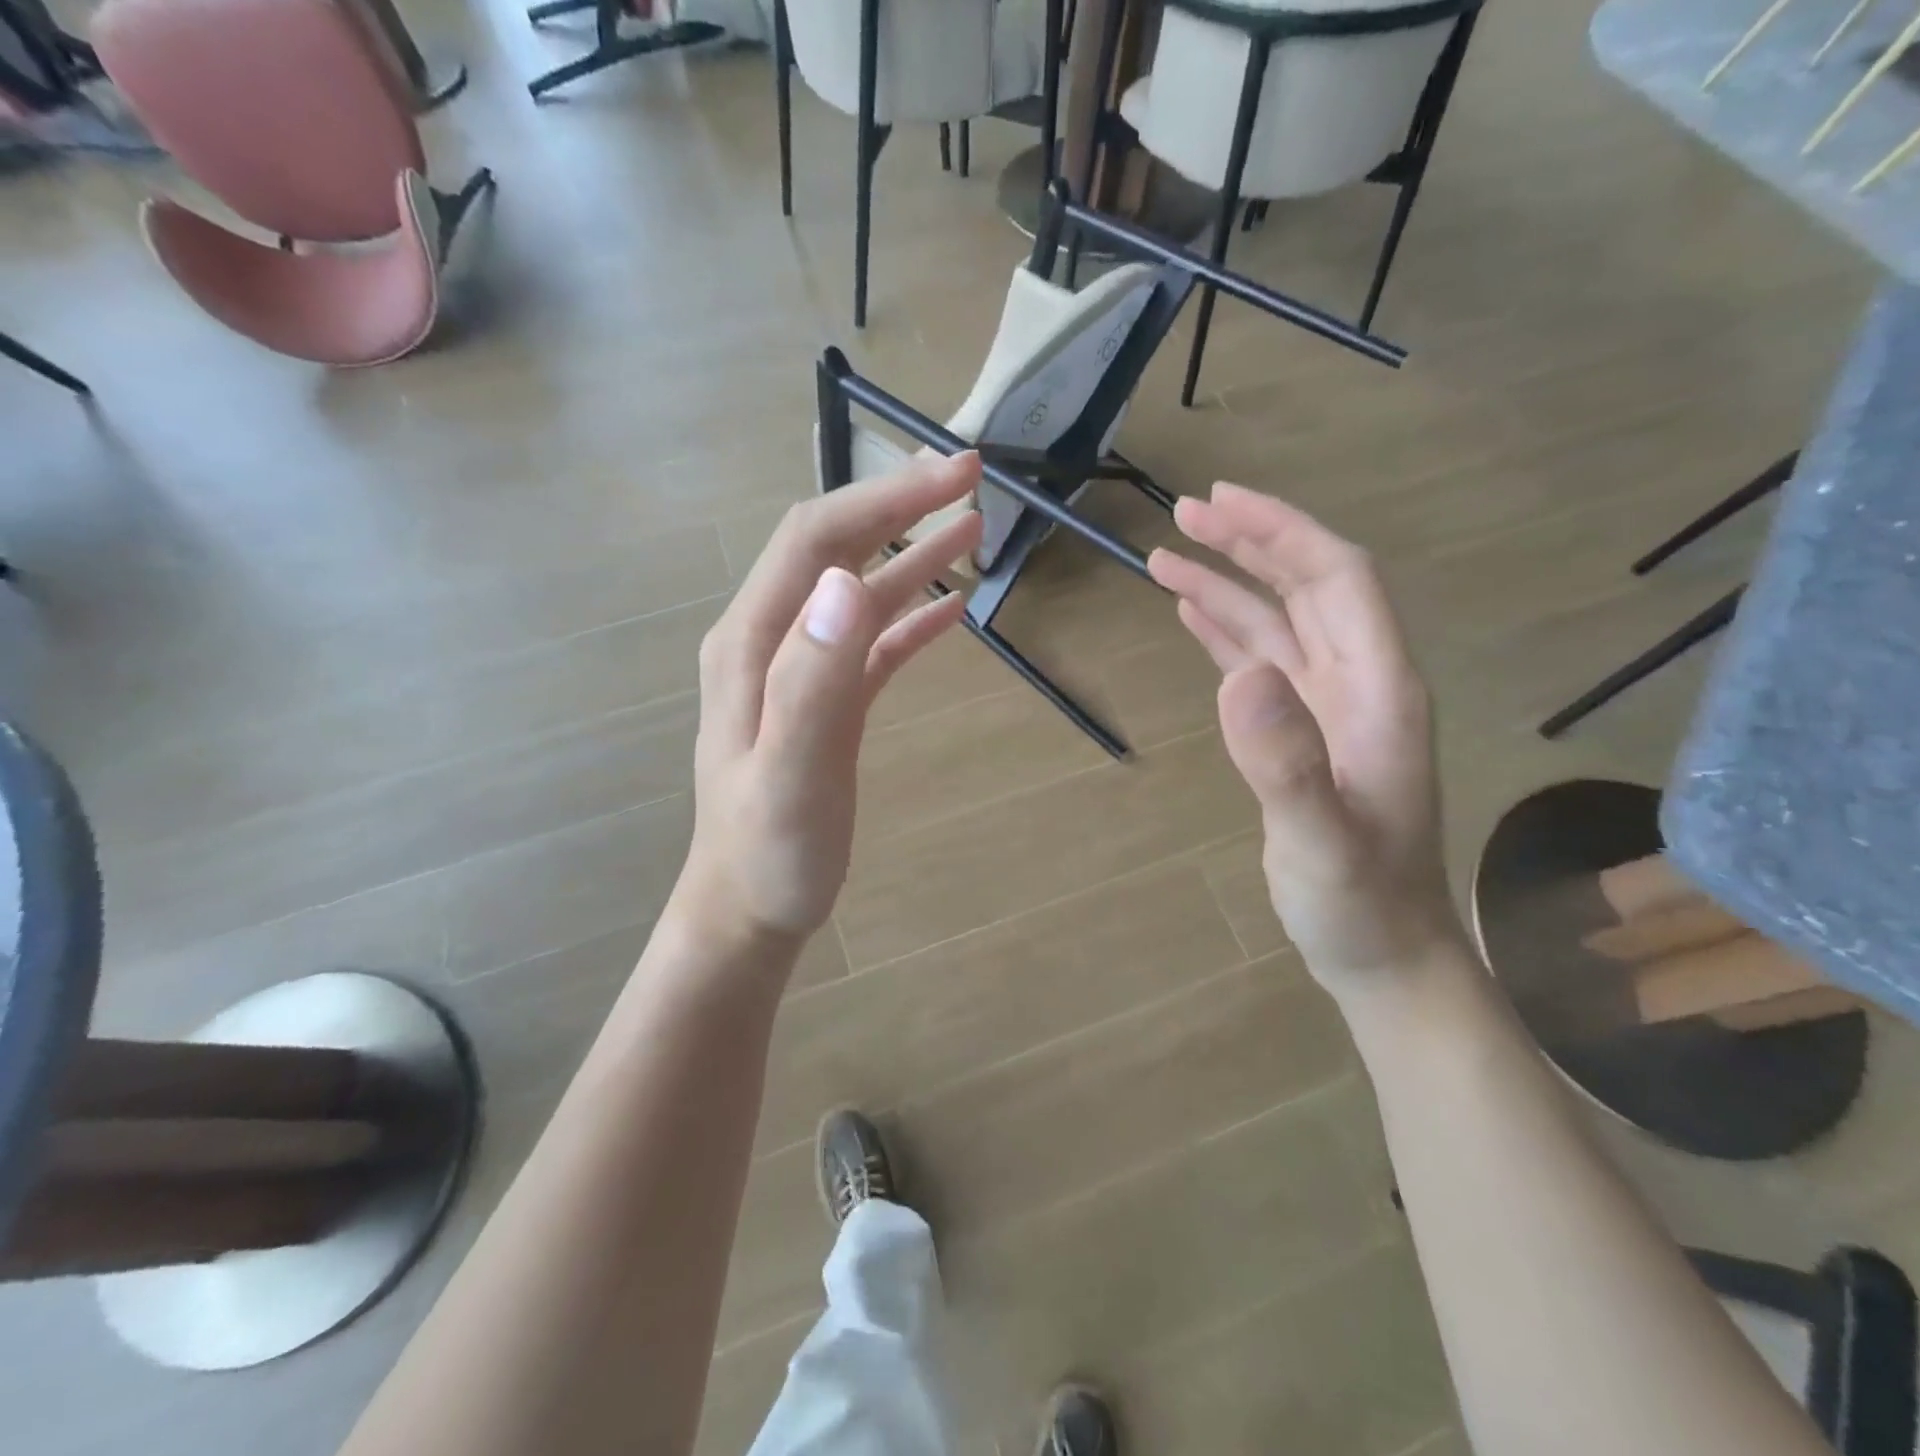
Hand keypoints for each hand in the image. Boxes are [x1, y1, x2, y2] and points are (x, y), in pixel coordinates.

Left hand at [676, 453, 983, 946]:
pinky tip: (950, 609)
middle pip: (835, 550)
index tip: (952, 475)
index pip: (817, 540)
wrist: (747, 911)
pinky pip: (871, 644)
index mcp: (754, 642)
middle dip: (899, 507)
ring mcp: (799, 672)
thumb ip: (812, 680)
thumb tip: (845, 582)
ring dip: (912, 556)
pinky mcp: (826, 703)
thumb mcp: (791, 775)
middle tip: (969, 479)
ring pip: (859, 593)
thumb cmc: (768, 855)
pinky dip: (909, 617)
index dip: (882, 499)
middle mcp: (772, 641)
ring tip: (972, 528)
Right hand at [1149, 483, 1464, 993]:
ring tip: (1165, 555)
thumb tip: (1238, 675)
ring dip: (1227, 583)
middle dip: (1250, 542)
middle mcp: (1356, 683)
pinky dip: (1225, 630)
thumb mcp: (1321, 842)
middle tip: (1183, 513)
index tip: (1222, 502)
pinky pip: (1259, 662)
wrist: (1381, 953)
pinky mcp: (1297, 733)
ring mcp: (1325, 708)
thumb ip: (1286, 762)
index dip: (1284, 531)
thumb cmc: (1359, 903)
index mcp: (1377, 690)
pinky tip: (1192, 612)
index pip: (1338, 580)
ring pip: (1276, 622)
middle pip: (1306, 586)